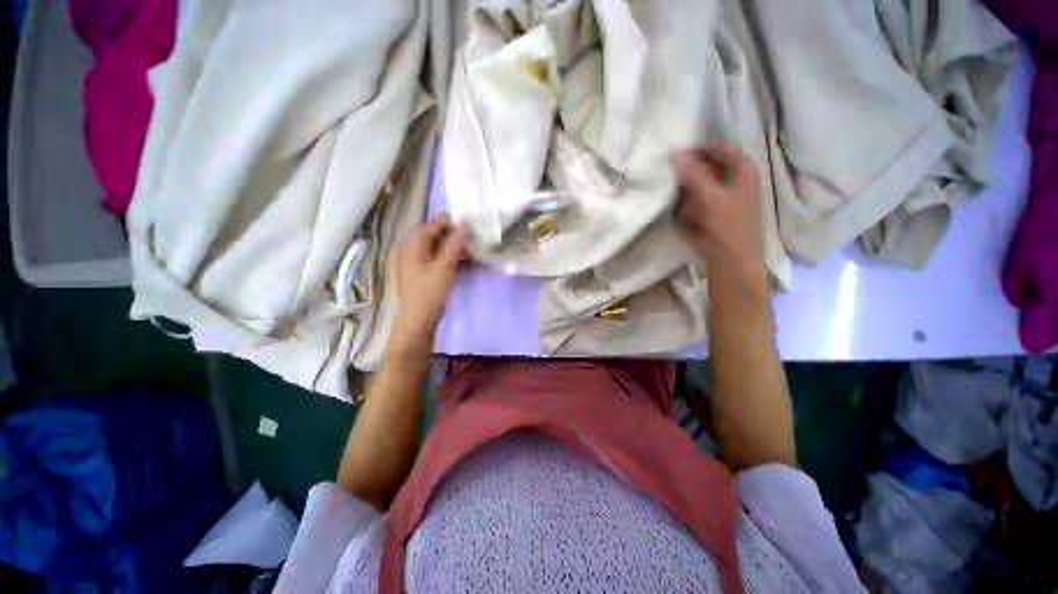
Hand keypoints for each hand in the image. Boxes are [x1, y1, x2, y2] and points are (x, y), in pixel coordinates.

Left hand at [390, 215, 467, 347]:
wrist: (418, 322)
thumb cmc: (429, 293)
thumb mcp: (444, 267)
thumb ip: (455, 244)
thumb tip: (465, 223)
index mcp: (413, 244)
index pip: (434, 223)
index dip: (453, 222)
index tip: (472, 226)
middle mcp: (412, 249)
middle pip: (436, 234)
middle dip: (456, 236)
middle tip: (475, 240)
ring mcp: (417, 261)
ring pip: (439, 247)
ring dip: (456, 248)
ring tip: (474, 252)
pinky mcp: (423, 272)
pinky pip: (439, 259)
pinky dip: (452, 258)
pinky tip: (466, 263)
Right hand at [674, 146, 767, 290]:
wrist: (731, 259)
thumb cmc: (725, 225)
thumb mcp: (709, 196)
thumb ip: (693, 174)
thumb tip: (677, 153)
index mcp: (743, 170)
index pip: (720, 149)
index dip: (700, 149)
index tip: (678, 154)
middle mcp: (738, 180)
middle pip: (711, 167)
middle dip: (691, 171)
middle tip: (673, 174)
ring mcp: (728, 197)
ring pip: (704, 184)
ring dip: (689, 189)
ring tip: (675, 194)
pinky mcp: (718, 213)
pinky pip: (701, 200)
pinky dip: (691, 203)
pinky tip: (683, 211)